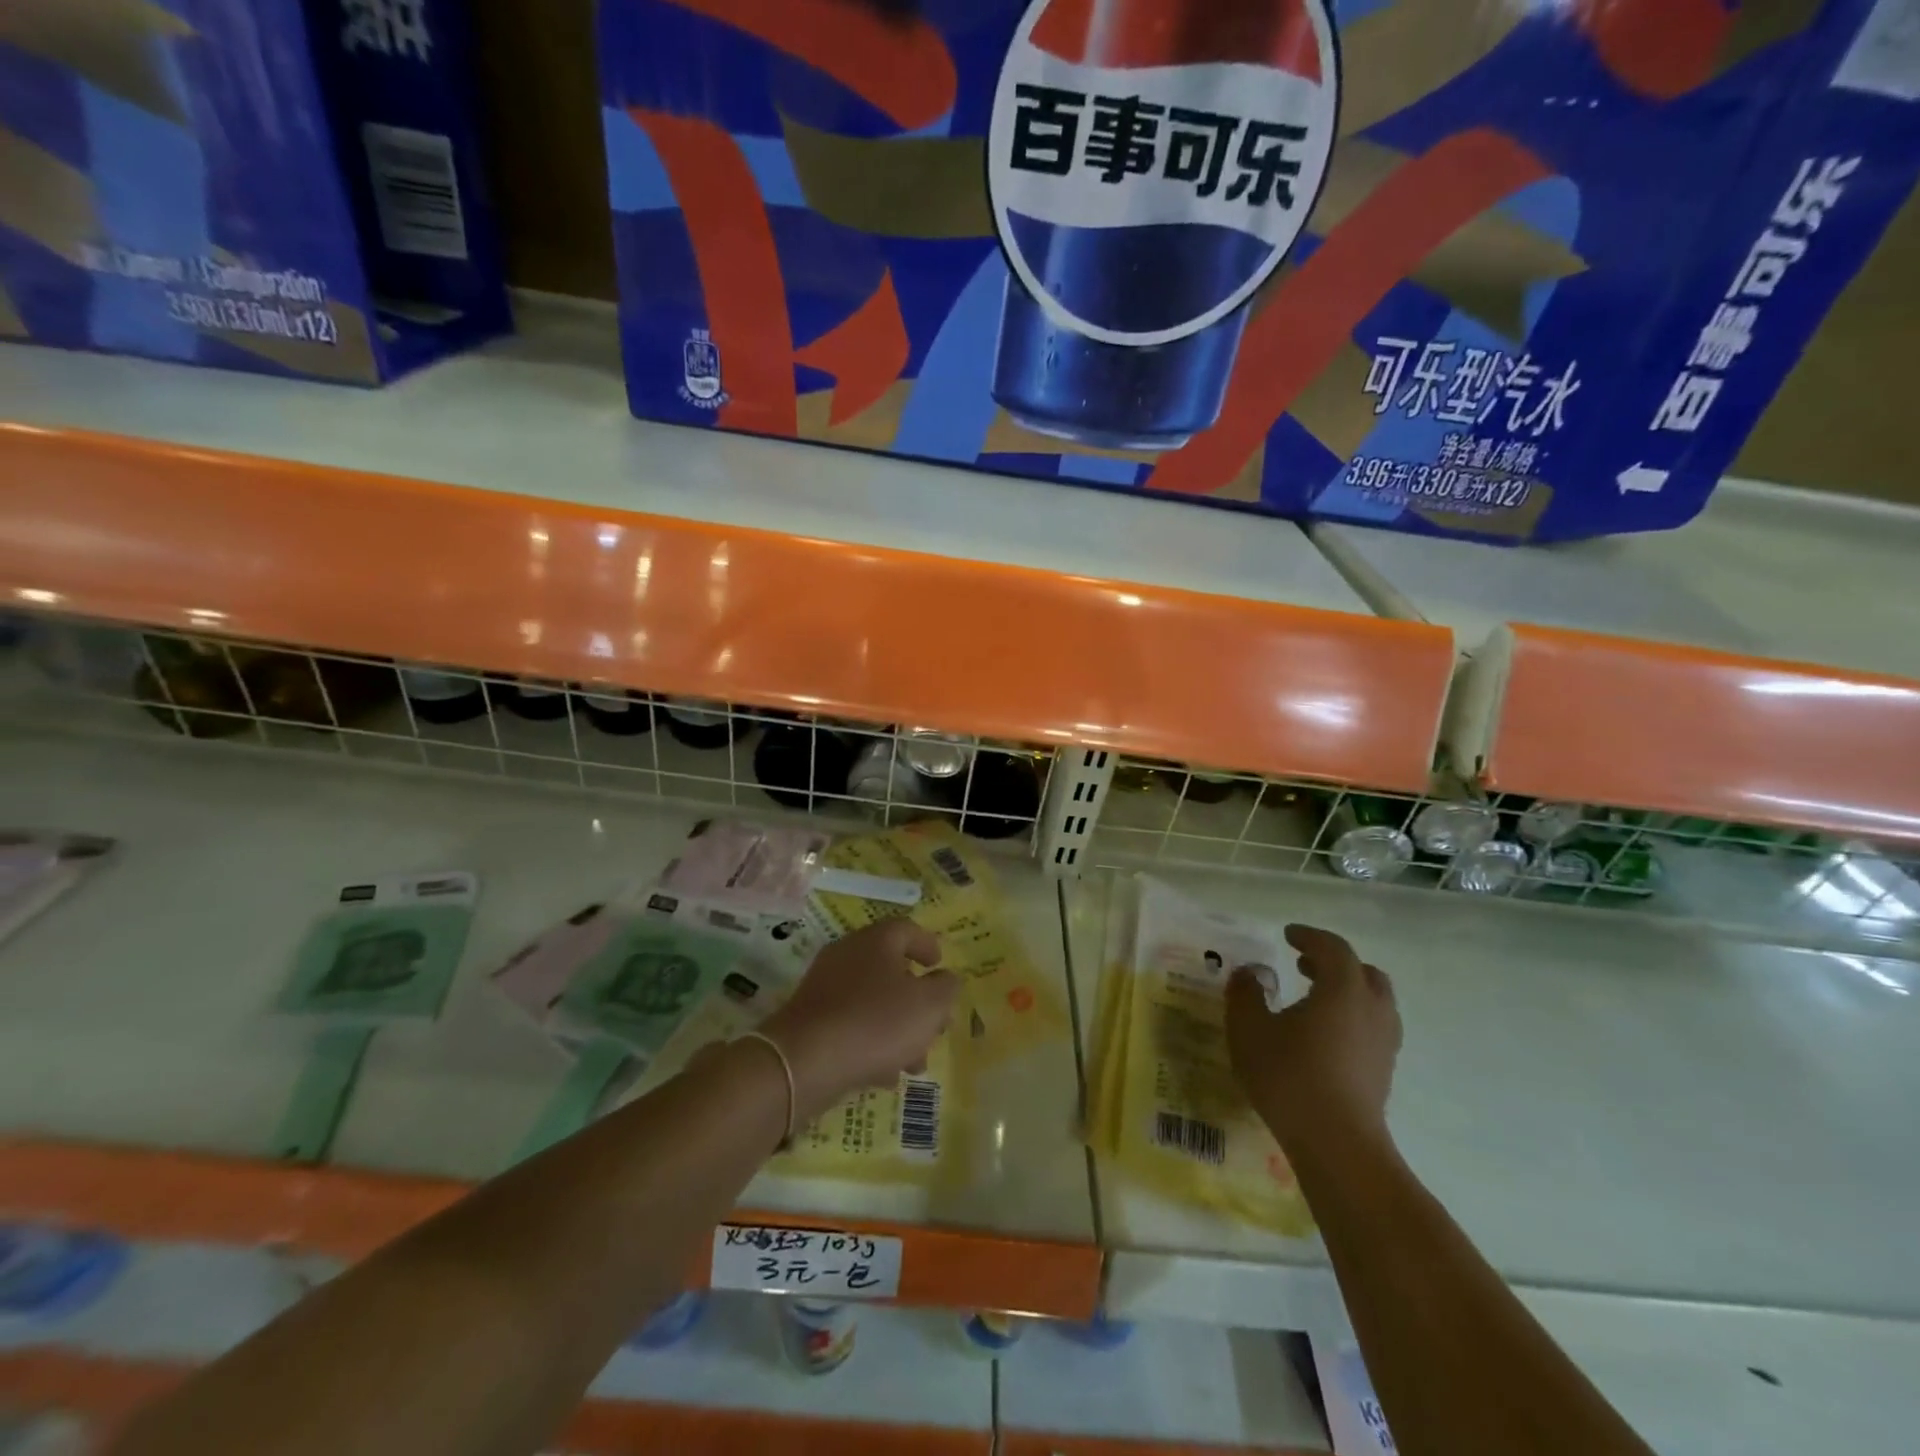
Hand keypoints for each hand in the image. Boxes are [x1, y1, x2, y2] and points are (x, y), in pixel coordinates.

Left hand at [759, 918, 959, 1120]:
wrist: (804, 1061)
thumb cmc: (876, 1023)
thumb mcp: (928, 1005)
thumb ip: (946, 988)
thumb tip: (945, 979)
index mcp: (876, 940)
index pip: (907, 929)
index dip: (927, 945)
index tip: (939, 965)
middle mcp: (848, 954)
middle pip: (890, 968)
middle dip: (917, 998)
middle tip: (935, 1023)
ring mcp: (825, 986)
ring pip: (872, 1000)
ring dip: (897, 1026)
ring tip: (915, 1062)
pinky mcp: (810, 1018)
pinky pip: (850, 1023)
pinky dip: (870, 1041)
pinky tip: (883, 1073)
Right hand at [1226, 924, 1400, 1160]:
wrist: (1336, 1144)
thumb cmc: (1289, 1075)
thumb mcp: (1249, 1028)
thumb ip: (1246, 993)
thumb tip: (1250, 973)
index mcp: (1343, 989)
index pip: (1333, 949)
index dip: (1310, 937)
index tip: (1288, 935)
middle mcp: (1371, 1009)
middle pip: (1364, 973)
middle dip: (1334, 963)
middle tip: (1304, 965)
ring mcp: (1384, 1043)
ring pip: (1374, 1002)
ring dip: (1346, 992)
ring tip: (1314, 1000)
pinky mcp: (1384, 1072)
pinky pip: (1372, 1029)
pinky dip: (1351, 1019)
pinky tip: (1323, 1037)